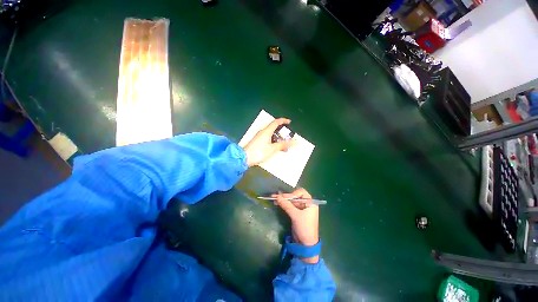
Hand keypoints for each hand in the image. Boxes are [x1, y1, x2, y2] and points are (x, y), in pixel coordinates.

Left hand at [243, 118, 295, 166]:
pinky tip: (276, 147)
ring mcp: (259, 136)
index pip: (276, 122)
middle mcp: (262, 132)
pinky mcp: (257, 141)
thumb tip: (295, 142)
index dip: (283, 121)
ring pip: (270, 134)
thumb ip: (283, 145)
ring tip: (283, 143)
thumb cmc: (259, 152)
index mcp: (266, 131)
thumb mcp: (273, 149)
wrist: (244, 158)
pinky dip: (273, 141)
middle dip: (281, 130)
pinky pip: (267, 138)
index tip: (289, 122)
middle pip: (273, 127)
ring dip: (277, 137)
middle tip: (287, 135)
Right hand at [273, 188, 318, 263]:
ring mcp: (301, 209)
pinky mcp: (296, 213)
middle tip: (276, 196)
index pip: (302, 192)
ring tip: (274, 198)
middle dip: (286, 196)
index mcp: (310, 203)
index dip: (294, 194)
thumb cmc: (304, 228)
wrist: (306, 244)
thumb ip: (287, 205)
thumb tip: (277, 196)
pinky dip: (284, 204)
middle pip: (295, 196)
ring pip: (291, 201)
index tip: (287, 198)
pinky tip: (277, 203)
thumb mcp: (296, 216)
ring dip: (283, 200)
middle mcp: (306, 204)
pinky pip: (290, 206)